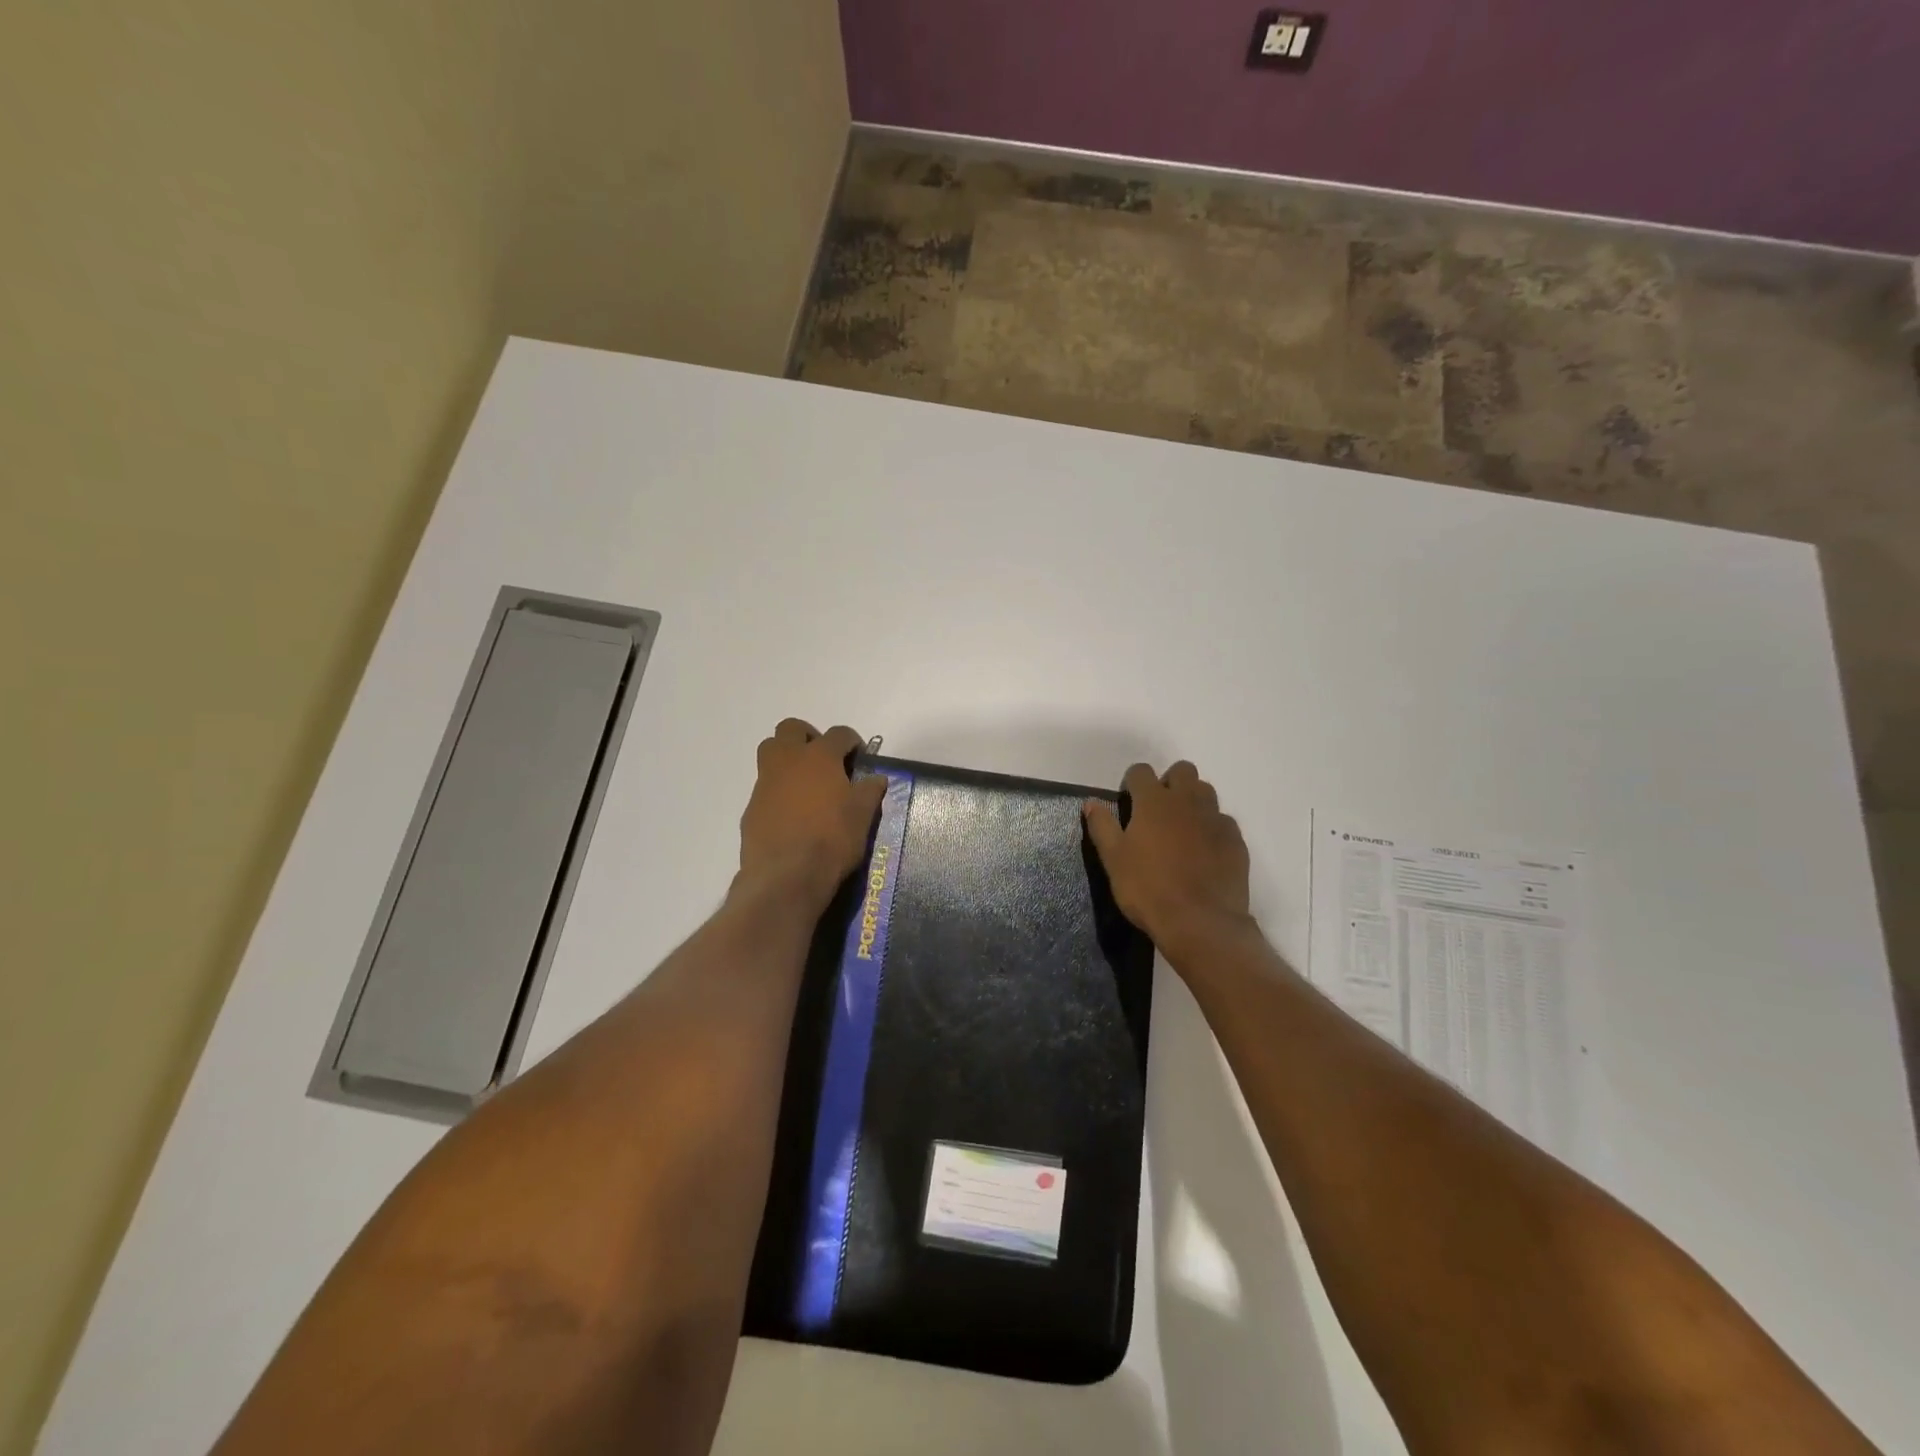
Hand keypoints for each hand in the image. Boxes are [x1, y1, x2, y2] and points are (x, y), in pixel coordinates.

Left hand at [738, 720, 886, 908]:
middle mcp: (788, 761)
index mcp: (819, 757)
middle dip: (808, 736)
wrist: (786, 876)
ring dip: (787, 758)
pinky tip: (792, 814)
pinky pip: (765, 787)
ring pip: (770, 752)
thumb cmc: (832, 840)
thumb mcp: (862, 816)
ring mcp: (765, 783)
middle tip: (824, 758)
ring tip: (806, 783)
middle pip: (791, 729)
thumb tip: (876, 778)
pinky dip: (778, 791)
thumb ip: (869, 791)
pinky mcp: (751, 807)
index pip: (839, 733)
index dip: (852, 741)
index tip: (859, 756)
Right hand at [1083, 761, 1252, 960]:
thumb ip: (1102, 826)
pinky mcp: (1235, 840)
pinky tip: (1204, 851)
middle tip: (1157, 811)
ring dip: (1192, 800)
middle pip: (1182, 770)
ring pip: (1206, 791)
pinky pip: (1223, 821)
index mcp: (1154, 801)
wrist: (1201, 922)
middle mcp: (1187, 801)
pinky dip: (1212, 827)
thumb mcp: (1113, 860)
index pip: (1141, 771)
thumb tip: (1091, 802)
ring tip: (1181, 828)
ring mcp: (1215, 819)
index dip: (1132, 782)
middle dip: (1169, 782)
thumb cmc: (1148, 889)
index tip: (1128, 802)